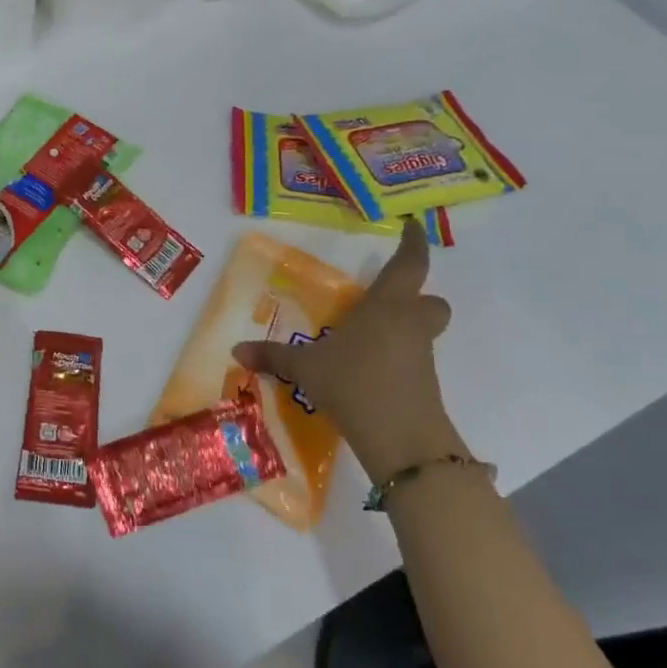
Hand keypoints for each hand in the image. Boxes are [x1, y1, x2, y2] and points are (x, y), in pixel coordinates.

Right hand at [233, 218, 462, 482]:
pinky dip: (396, 360)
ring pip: (423, 332)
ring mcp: (421, 357)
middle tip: (387, 301)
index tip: (413, 226)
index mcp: (386, 307)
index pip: (408, 265)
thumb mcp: (305, 368)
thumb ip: (273, 356)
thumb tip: (236, 350)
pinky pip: (413, 361)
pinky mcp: (424, 386)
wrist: (402, 440)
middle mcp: (409, 325)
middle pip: (430, 301)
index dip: (413, 244)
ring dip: (403, 330)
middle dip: (416, 298)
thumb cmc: (355, 383)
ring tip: (365, 339)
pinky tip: (367, 371)